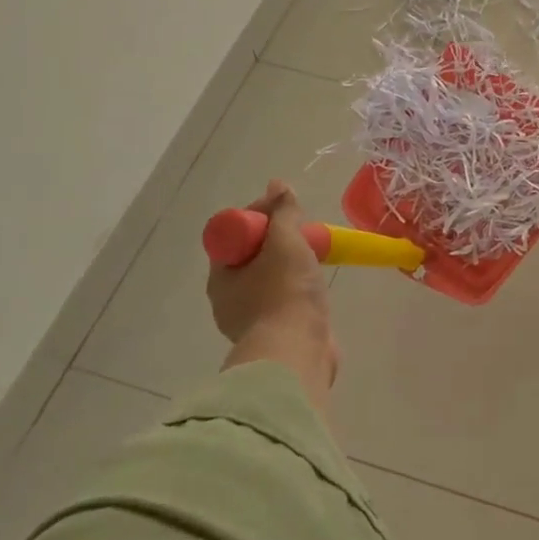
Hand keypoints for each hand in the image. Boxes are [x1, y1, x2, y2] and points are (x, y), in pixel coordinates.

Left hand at [206, 180, 331, 344]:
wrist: (297, 355)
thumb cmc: (285, 292)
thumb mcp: (286, 242)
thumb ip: (283, 212)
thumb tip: (278, 185)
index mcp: (222, 276)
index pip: (235, 232)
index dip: (260, 214)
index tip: (285, 209)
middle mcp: (230, 299)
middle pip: (254, 253)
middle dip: (279, 238)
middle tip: (304, 232)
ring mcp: (252, 320)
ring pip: (270, 277)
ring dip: (291, 263)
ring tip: (315, 255)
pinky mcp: (276, 335)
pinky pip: (285, 300)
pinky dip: (299, 288)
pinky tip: (316, 284)